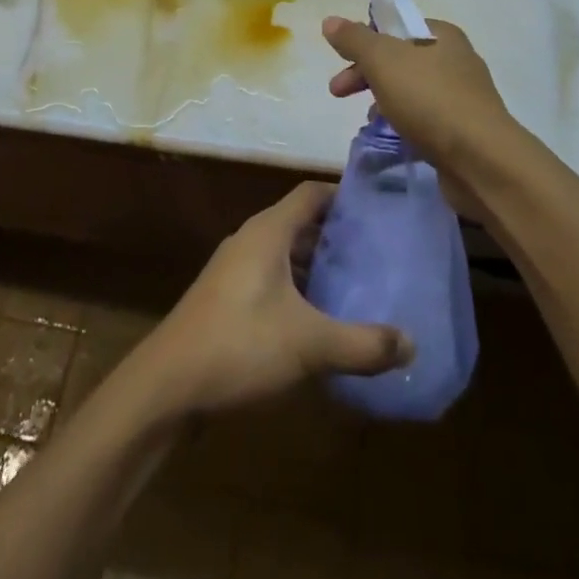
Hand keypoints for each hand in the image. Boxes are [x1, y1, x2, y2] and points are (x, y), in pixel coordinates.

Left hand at [138, 182, 412, 416]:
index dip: (343, 195)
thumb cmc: (239, 345)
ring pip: (284, 253)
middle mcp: (250, 240)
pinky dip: (297, 288)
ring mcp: (234, 269)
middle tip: (377, 252)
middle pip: (299, 222)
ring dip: (316, 265)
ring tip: (356, 285)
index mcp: (268, 232)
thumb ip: (362, 344)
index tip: (377, 208)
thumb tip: (411, 344)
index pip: (311, 193)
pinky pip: (270, 279)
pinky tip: (318, 320)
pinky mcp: (225, 298)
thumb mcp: (309, 345)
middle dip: (336, 235)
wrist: (166, 384)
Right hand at [321, 15, 517, 172]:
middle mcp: (456, 59)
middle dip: (366, 72)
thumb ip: (355, 39)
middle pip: (400, 57)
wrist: (483, 161)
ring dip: (385, 98)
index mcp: (442, 34)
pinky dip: (405, 121)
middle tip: (338, 92)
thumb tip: (330, 20)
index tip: (341, 60)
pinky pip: (426, 116)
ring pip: (412, 88)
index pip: (396, 25)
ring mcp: (464, 96)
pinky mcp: (466, 129)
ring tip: (368, 119)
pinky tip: (394, 136)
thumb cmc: (430, 100)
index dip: (365, 39)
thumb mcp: (384, 61)